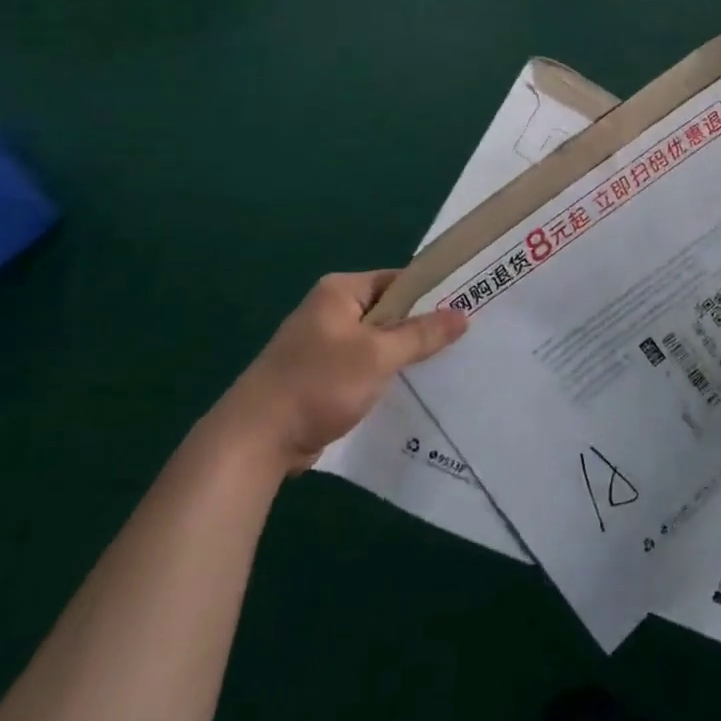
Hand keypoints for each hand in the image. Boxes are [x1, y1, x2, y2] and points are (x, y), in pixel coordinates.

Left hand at [211, 271, 467, 476]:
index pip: (397, 280)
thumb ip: (421, 334)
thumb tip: (463, 314)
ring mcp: (324, 345)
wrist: (255, 441)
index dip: (431, 293)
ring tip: (443, 366)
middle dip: (420, 327)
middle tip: (461, 341)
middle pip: (389, 311)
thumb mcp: (378, 356)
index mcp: (339, 291)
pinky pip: (364, 366)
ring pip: (378, 342)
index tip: (465, 308)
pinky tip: (409, 390)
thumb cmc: (318, 384)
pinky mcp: (321, 376)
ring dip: (403, 355)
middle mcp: (330, 310)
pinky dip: (384, 375)